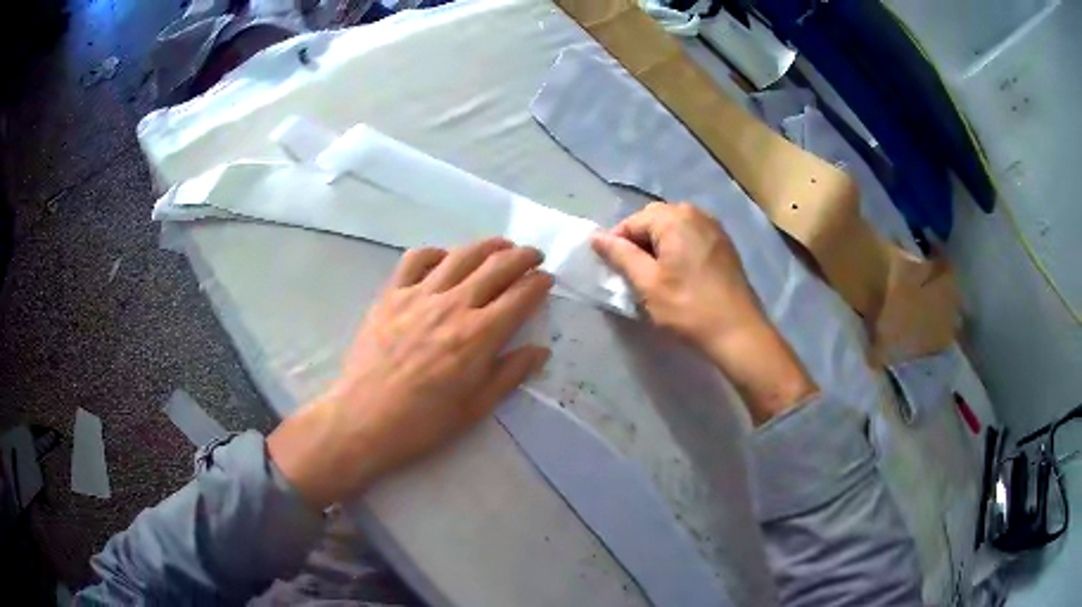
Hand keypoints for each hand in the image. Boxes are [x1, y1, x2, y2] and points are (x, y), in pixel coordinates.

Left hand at [269, 239, 552, 508]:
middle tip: (533, 255)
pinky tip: (445, 259)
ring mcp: (419, 295)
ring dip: (487, 245)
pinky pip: (415, 260)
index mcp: (479, 336)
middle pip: (496, 267)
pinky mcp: (391, 295)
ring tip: (501, 245)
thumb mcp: (476, 408)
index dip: (539, 283)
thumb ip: (510, 375)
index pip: (520, 296)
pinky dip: (436, 252)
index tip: (547, 279)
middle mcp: (453, 306)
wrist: (364, 419)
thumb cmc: (424, 422)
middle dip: (522, 256)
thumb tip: (540, 350)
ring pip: (461, 256)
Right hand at [592, 203, 816, 423]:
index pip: (632, 222)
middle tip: (632, 274)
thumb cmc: (688, 308)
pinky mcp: (724, 244)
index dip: (617, 244)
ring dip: (658, 246)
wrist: (738, 332)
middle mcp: (695, 213)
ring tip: (654, 275)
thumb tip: (597, 237)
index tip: (614, 272)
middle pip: (654, 220)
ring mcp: (714, 227)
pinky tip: (678, 274)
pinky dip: (678, 249)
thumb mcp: (647, 284)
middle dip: (638, 242)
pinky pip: (691, 236)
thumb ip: (621, 256)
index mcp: (675, 218)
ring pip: (673, 228)